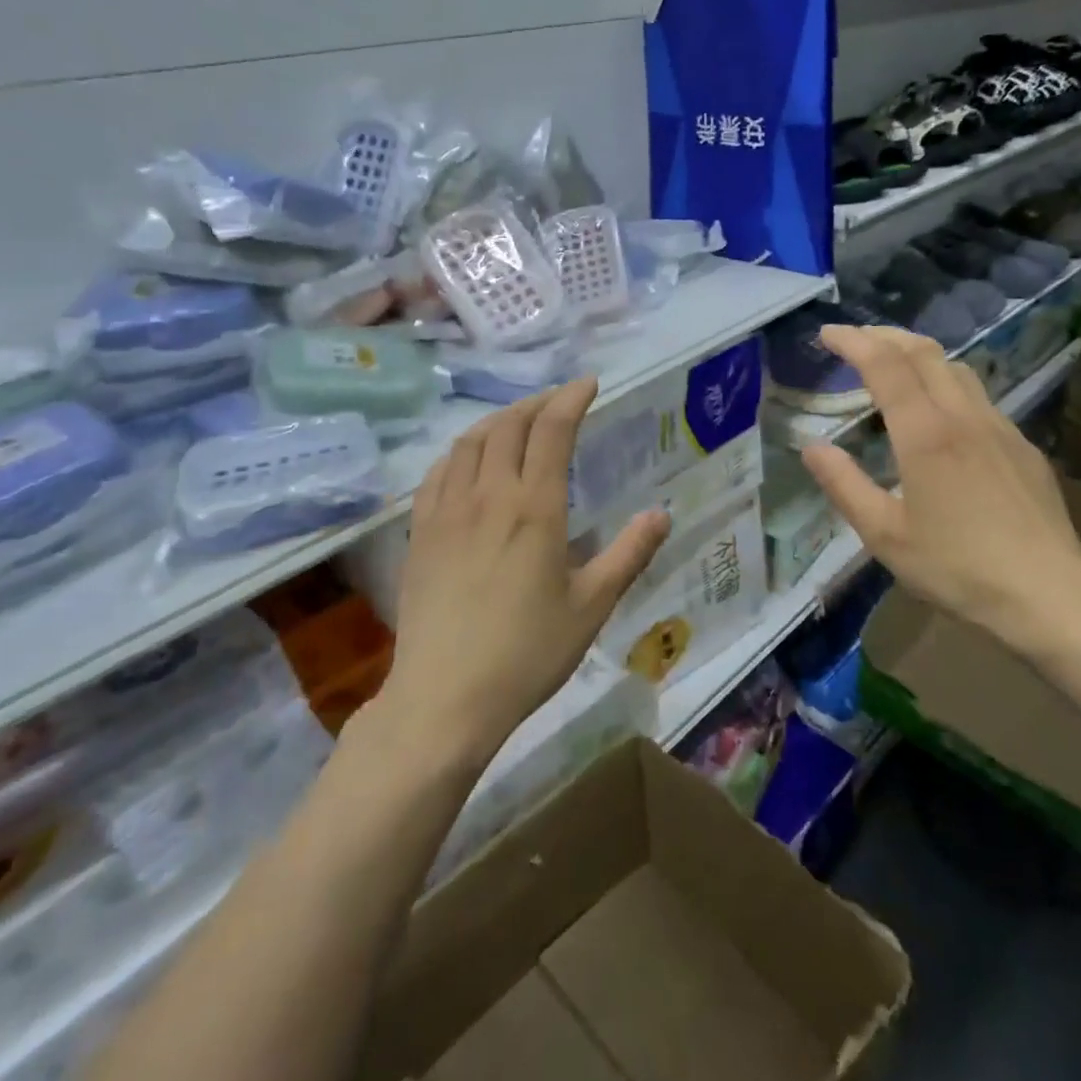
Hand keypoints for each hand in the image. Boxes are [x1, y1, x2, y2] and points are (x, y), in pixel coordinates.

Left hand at [391, 379, 670, 756]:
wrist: (445, 697)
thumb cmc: (528, 653)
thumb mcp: (592, 606)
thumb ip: (628, 554)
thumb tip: (661, 514)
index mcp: (534, 508)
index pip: (552, 430)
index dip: (570, 398)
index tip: (588, 384)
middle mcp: (488, 496)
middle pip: (508, 426)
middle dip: (536, 403)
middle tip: (558, 402)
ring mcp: (446, 512)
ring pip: (469, 442)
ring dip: (497, 421)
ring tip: (517, 423)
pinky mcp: (420, 533)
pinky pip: (437, 472)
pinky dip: (460, 451)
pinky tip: (468, 462)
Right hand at [798, 327, 1080, 659]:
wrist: (1048, 594)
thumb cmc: (957, 568)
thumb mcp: (884, 535)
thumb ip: (844, 485)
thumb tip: (811, 446)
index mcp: (926, 434)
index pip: (885, 366)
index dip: (854, 342)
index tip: (827, 334)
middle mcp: (964, 417)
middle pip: (924, 352)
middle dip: (885, 336)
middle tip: (855, 339)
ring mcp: (999, 427)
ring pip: (957, 368)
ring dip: (918, 354)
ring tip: (892, 363)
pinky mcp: (1021, 446)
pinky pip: (978, 396)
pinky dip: (946, 382)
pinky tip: (939, 411)